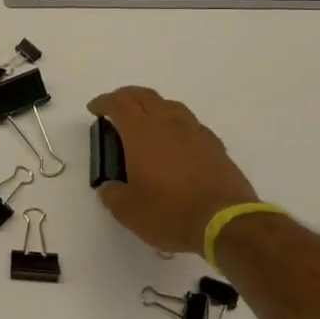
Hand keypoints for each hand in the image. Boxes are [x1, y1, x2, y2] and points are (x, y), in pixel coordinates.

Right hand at [87, 86, 258, 255]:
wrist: (225, 222)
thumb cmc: (169, 212)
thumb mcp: (128, 211)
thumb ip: (113, 195)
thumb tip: (110, 187)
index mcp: (142, 133)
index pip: (119, 104)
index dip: (104, 102)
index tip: (94, 109)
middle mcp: (168, 124)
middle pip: (144, 96)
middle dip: (126, 97)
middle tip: (115, 107)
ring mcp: (195, 132)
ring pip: (170, 105)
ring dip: (152, 106)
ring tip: (145, 121)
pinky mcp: (214, 145)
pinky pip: (190, 124)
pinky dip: (175, 124)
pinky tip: (175, 142)